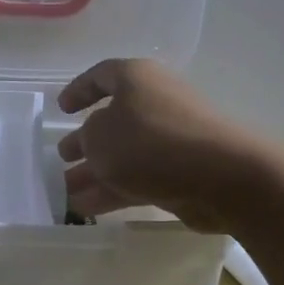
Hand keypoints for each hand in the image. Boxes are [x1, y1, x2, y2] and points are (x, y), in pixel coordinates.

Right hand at [57, 60, 267, 232]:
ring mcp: (170, 138)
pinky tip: (88, 208)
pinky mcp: (181, 172)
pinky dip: (113, 190)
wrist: (222, 176)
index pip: (101, 75)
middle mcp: (154, 102)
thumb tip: (95, 143)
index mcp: (136, 78)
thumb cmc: (152, 142)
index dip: (78, 90)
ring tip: (65, 192)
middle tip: (62, 157)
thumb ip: (87, 138)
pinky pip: (138, 177)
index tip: (61, 109)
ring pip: (124, 154)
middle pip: (112, 119)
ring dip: (94, 172)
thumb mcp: (100, 136)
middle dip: (85, 140)